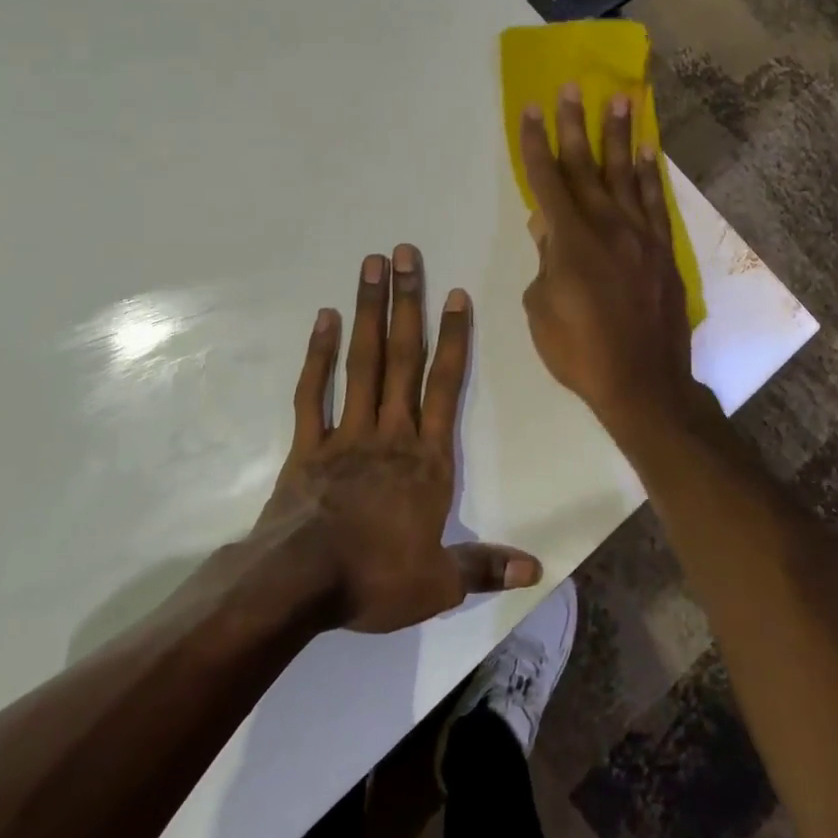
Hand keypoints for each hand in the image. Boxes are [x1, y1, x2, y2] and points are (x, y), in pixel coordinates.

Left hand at [253, 245, 541, 633]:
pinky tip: (325, 317)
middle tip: (405, 253)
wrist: (299, 584)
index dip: (454, 339)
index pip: (446, 386)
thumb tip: (537, 570)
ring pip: (362, 361)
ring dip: (369, 312)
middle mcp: (391, 432)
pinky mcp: (308, 444)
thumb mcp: (439, 584)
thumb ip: (485, 567)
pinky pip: (314, 391)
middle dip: (407, 303)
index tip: (456, 294)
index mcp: (427, 459)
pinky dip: (319, 354)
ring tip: (371, 266)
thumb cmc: (375, 578)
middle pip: (403, 357)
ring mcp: (347, 432)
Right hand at [519, 86, 704, 428]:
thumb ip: (544, 260)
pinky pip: (655, 202)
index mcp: (570, 240)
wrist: (643, 383)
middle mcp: (607, 226)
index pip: (547, 179)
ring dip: (620, 135)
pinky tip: (646, 152)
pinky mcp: (663, 250)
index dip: (535, 142)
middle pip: (587, 165)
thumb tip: (546, 224)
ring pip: (626, 174)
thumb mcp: (542, 308)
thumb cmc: (580, 352)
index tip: (531, 108)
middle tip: (572, 86)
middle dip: (575, 124)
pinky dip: (649, 174)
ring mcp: (640, 236)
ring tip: (620, 99)